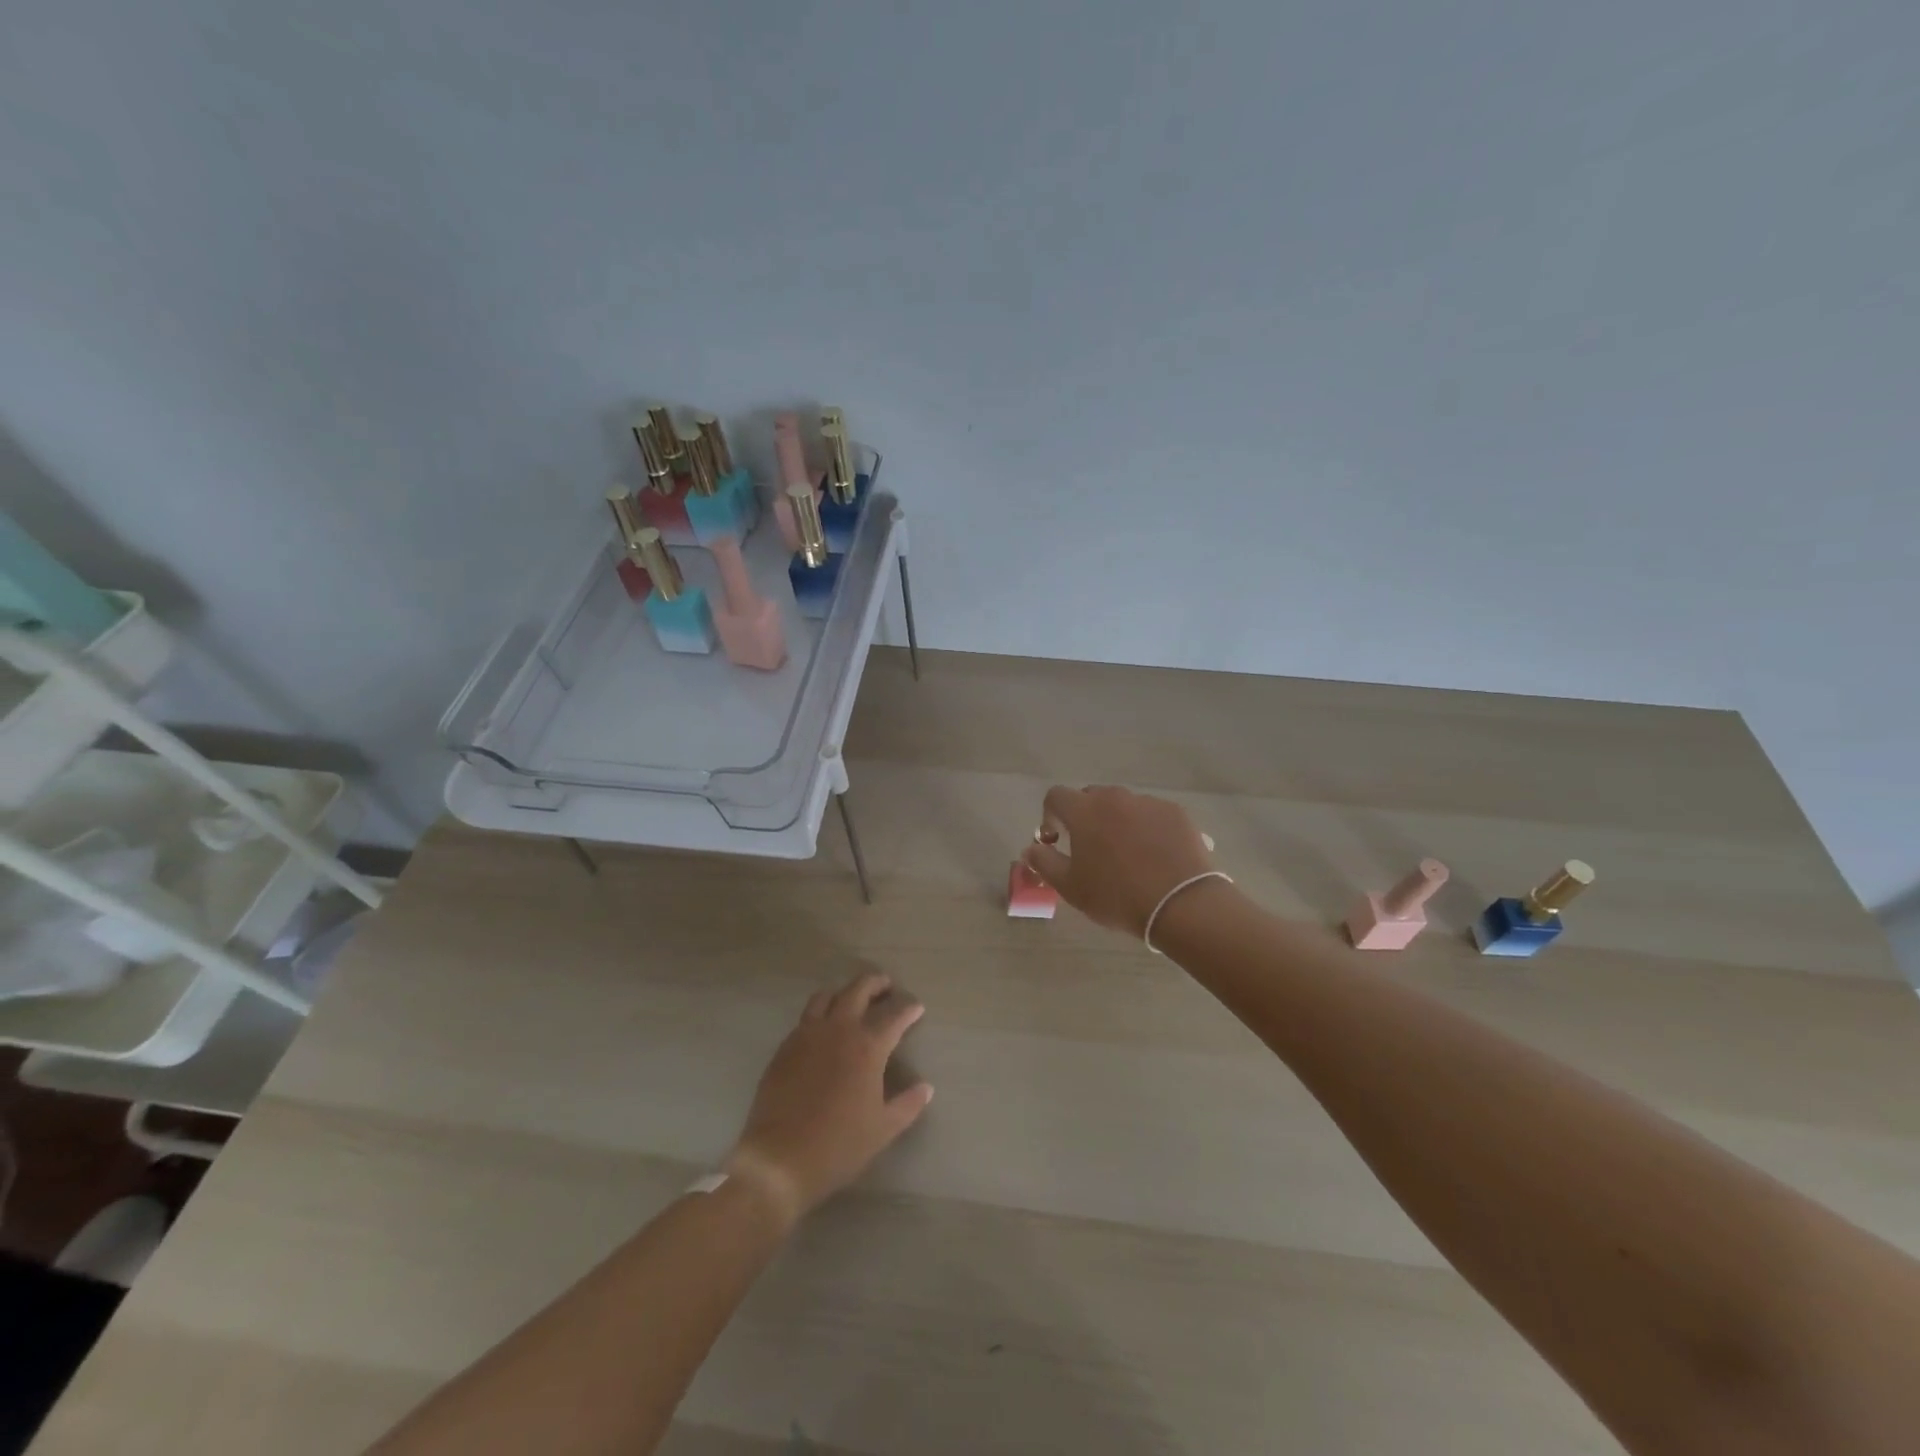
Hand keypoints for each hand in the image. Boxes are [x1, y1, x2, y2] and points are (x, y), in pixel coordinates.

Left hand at [726, 973, 932, 1220]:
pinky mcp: (785, 1046)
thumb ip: (908, 1104)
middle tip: (886, 986)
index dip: (908, 1009)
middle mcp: (838, 1030)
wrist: (779, 1158)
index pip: (894, 1016)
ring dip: (844, 992)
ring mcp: (807, 1035)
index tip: (916, 1007)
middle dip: (875, 983)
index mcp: (867, 1047)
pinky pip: (805, 1017)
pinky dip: (820, 1013)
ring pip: (827, 996)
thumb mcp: (883, 1130)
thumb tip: (926, 1088)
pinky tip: (823, 1029)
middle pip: (858, 990)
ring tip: (852, 1000)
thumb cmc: (838, 1145)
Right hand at [1022, 785, 1218, 937]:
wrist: (1182, 904)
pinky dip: (1147, 828)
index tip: (1056, 841)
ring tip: (1127, 855)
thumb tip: (1030, 849)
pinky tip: (1155, 857)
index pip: (1055, 797)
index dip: (1050, 816)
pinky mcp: (1177, 813)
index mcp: (1084, 811)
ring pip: (1123, 805)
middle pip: (1090, 797)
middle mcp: (1115, 797)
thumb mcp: (1070, 887)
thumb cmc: (1117, 896)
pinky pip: (1152, 815)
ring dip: (1116, 822)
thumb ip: (1044, 863)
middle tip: (1090, 849)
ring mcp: (1149, 802)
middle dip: (1084, 817)